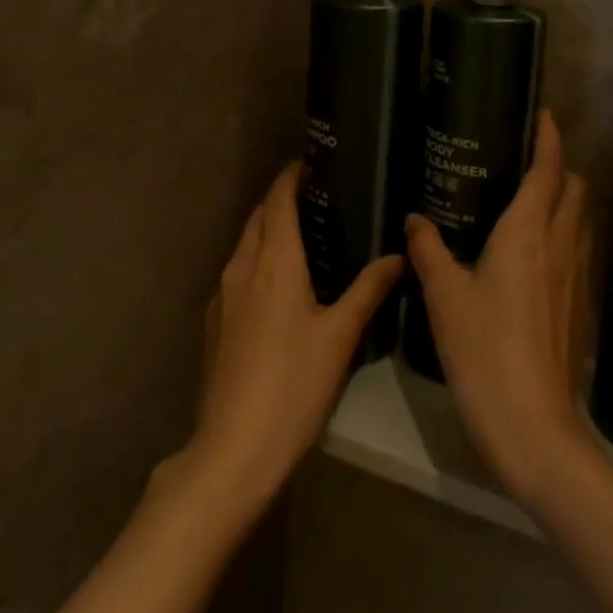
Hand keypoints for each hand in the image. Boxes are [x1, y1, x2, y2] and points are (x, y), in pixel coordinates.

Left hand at [184, 162, 402, 516]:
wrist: (233, 449)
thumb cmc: (294, 383)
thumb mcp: (340, 335)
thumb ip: (369, 289)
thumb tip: (397, 255)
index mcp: (274, 259)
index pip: (278, 198)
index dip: (292, 175)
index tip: (313, 163)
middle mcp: (242, 266)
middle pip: (258, 217)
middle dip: (281, 200)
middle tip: (319, 198)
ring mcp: (223, 296)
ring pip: (245, 244)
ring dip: (268, 230)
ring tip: (304, 236)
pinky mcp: (215, 324)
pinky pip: (238, 273)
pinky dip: (258, 260)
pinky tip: (280, 285)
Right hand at [405, 110, 595, 509]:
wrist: (534, 427)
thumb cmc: (484, 351)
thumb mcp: (445, 298)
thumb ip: (429, 251)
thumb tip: (415, 218)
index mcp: (527, 233)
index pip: (548, 170)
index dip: (550, 138)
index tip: (544, 115)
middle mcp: (560, 245)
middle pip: (574, 189)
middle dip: (558, 167)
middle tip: (525, 162)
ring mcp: (575, 278)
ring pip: (580, 220)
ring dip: (564, 200)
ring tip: (529, 201)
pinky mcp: (579, 306)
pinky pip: (578, 251)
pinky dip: (564, 235)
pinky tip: (535, 256)